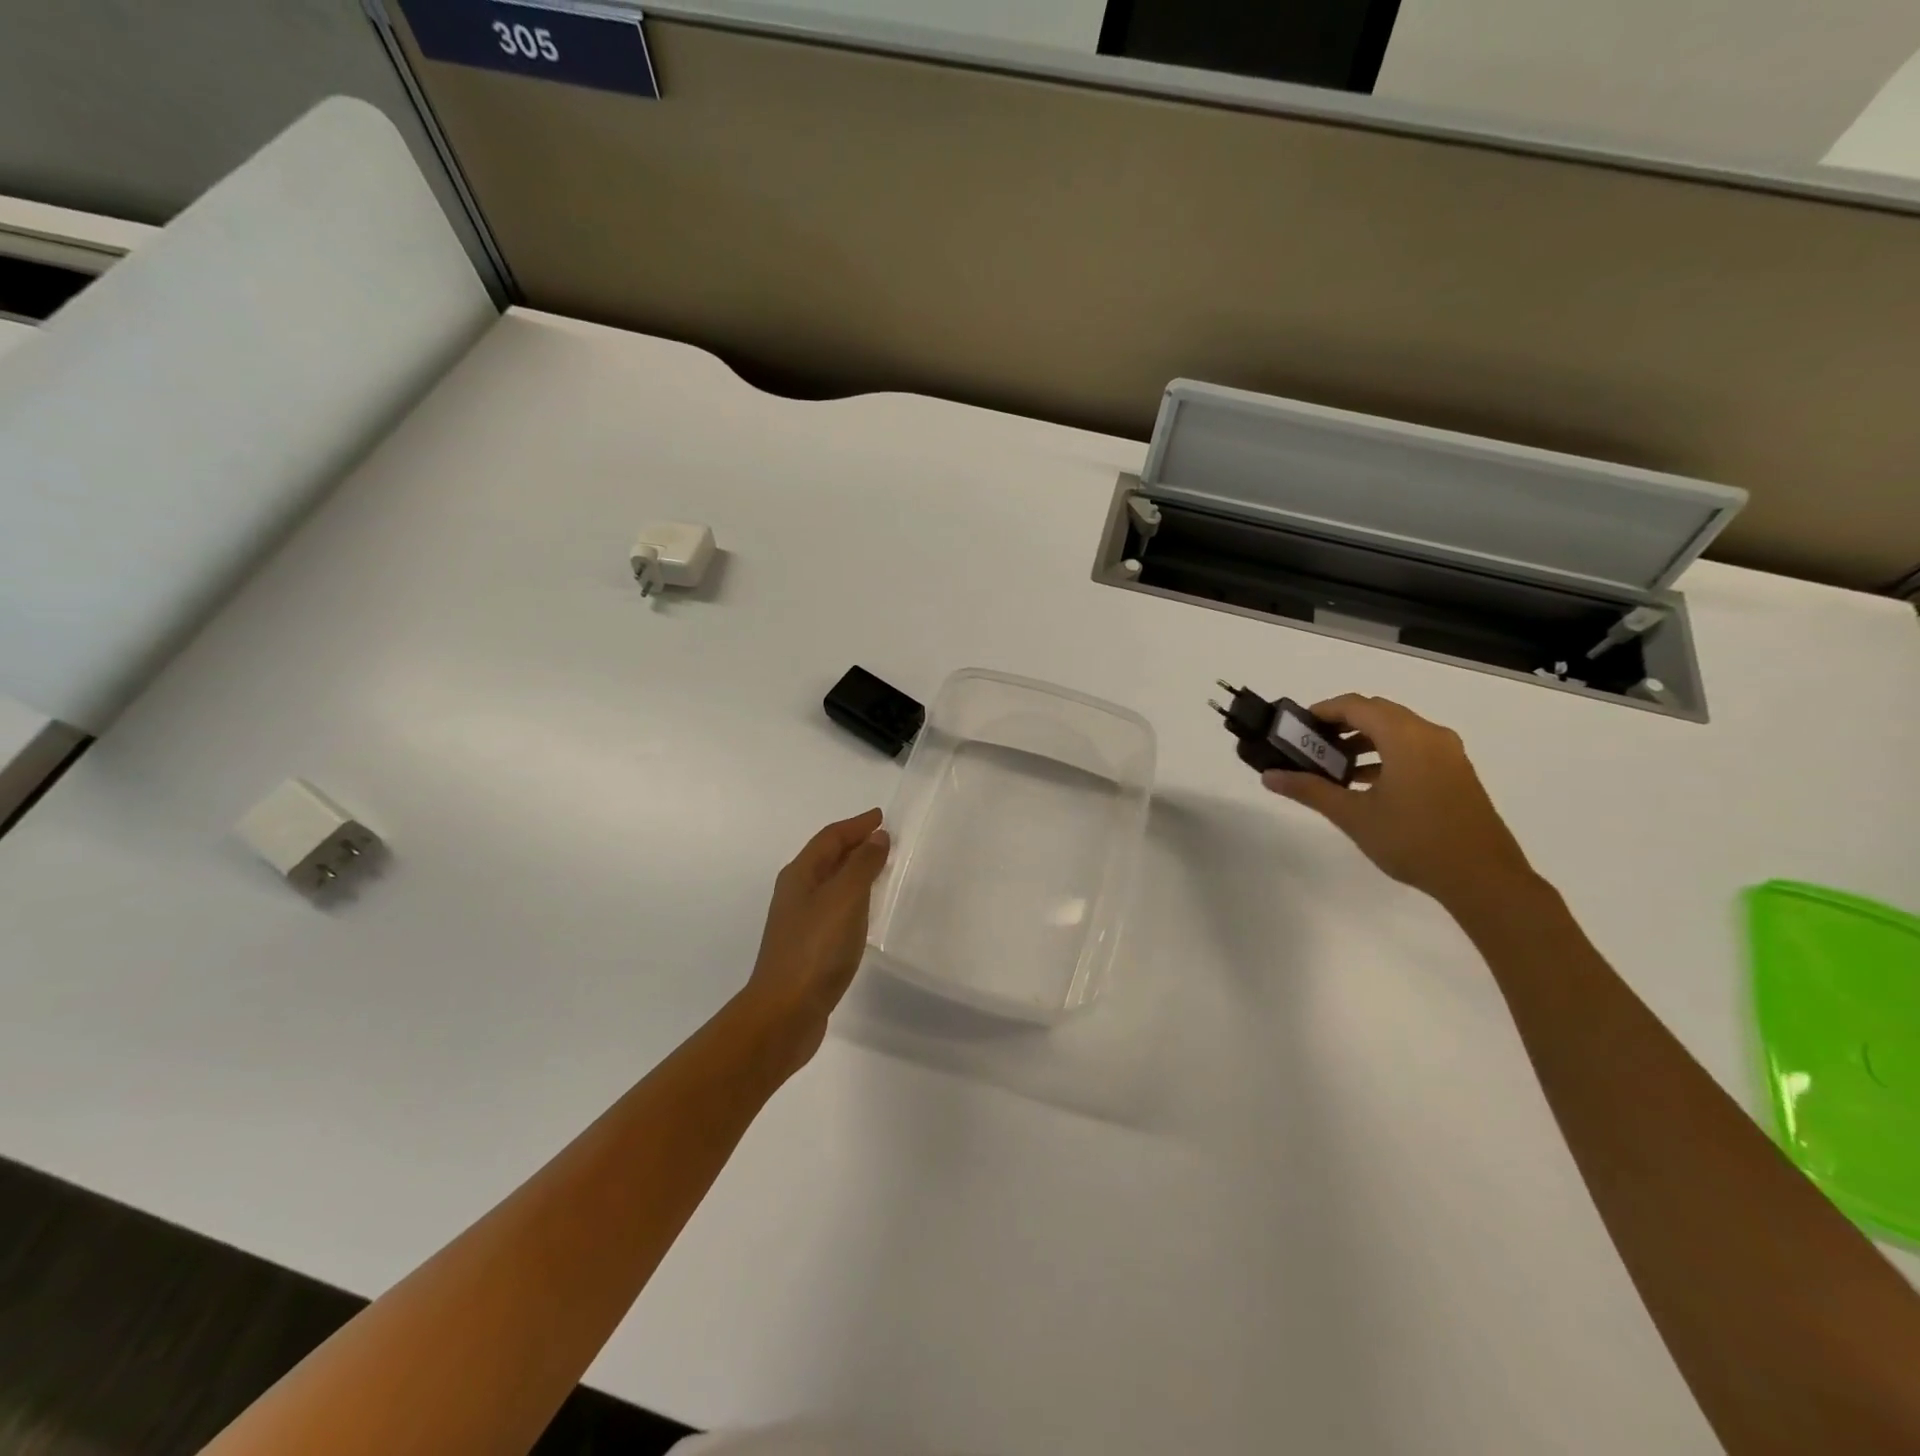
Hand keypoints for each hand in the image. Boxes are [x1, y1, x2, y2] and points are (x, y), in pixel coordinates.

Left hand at [742, 809, 891, 1065]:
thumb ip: (862, 865)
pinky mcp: (808, 946)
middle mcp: (796, 892)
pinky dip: (852, 898)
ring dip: (854, 871)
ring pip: (830, 883)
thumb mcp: (845, 899)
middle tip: (885, 840)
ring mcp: (799, 921)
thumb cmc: (816, 949)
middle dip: (854, 844)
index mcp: (800, 874)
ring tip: (880, 869)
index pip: (830, 838)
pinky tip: (865, 912)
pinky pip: (834, 908)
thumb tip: (877, 838)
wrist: (785, 1013)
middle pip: (827, 857)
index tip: (881, 817)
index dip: (856, 825)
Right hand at [1262, 695, 1533, 909]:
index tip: (1296, 727)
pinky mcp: (1456, 773)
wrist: (1482, 878)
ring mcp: (1448, 754)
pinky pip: (1414, 748)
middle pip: (1377, 713)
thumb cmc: (1413, 840)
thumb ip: (1310, 790)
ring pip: (1397, 731)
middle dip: (1341, 725)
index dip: (1322, 711)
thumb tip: (1269, 776)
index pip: (1356, 706)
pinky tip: (1366, 784)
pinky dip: (1386, 755)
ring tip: (1333, 767)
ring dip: (1363, 741)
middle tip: (1310, 745)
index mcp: (1405, 737)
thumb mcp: (1353, 815)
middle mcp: (1430, 735)